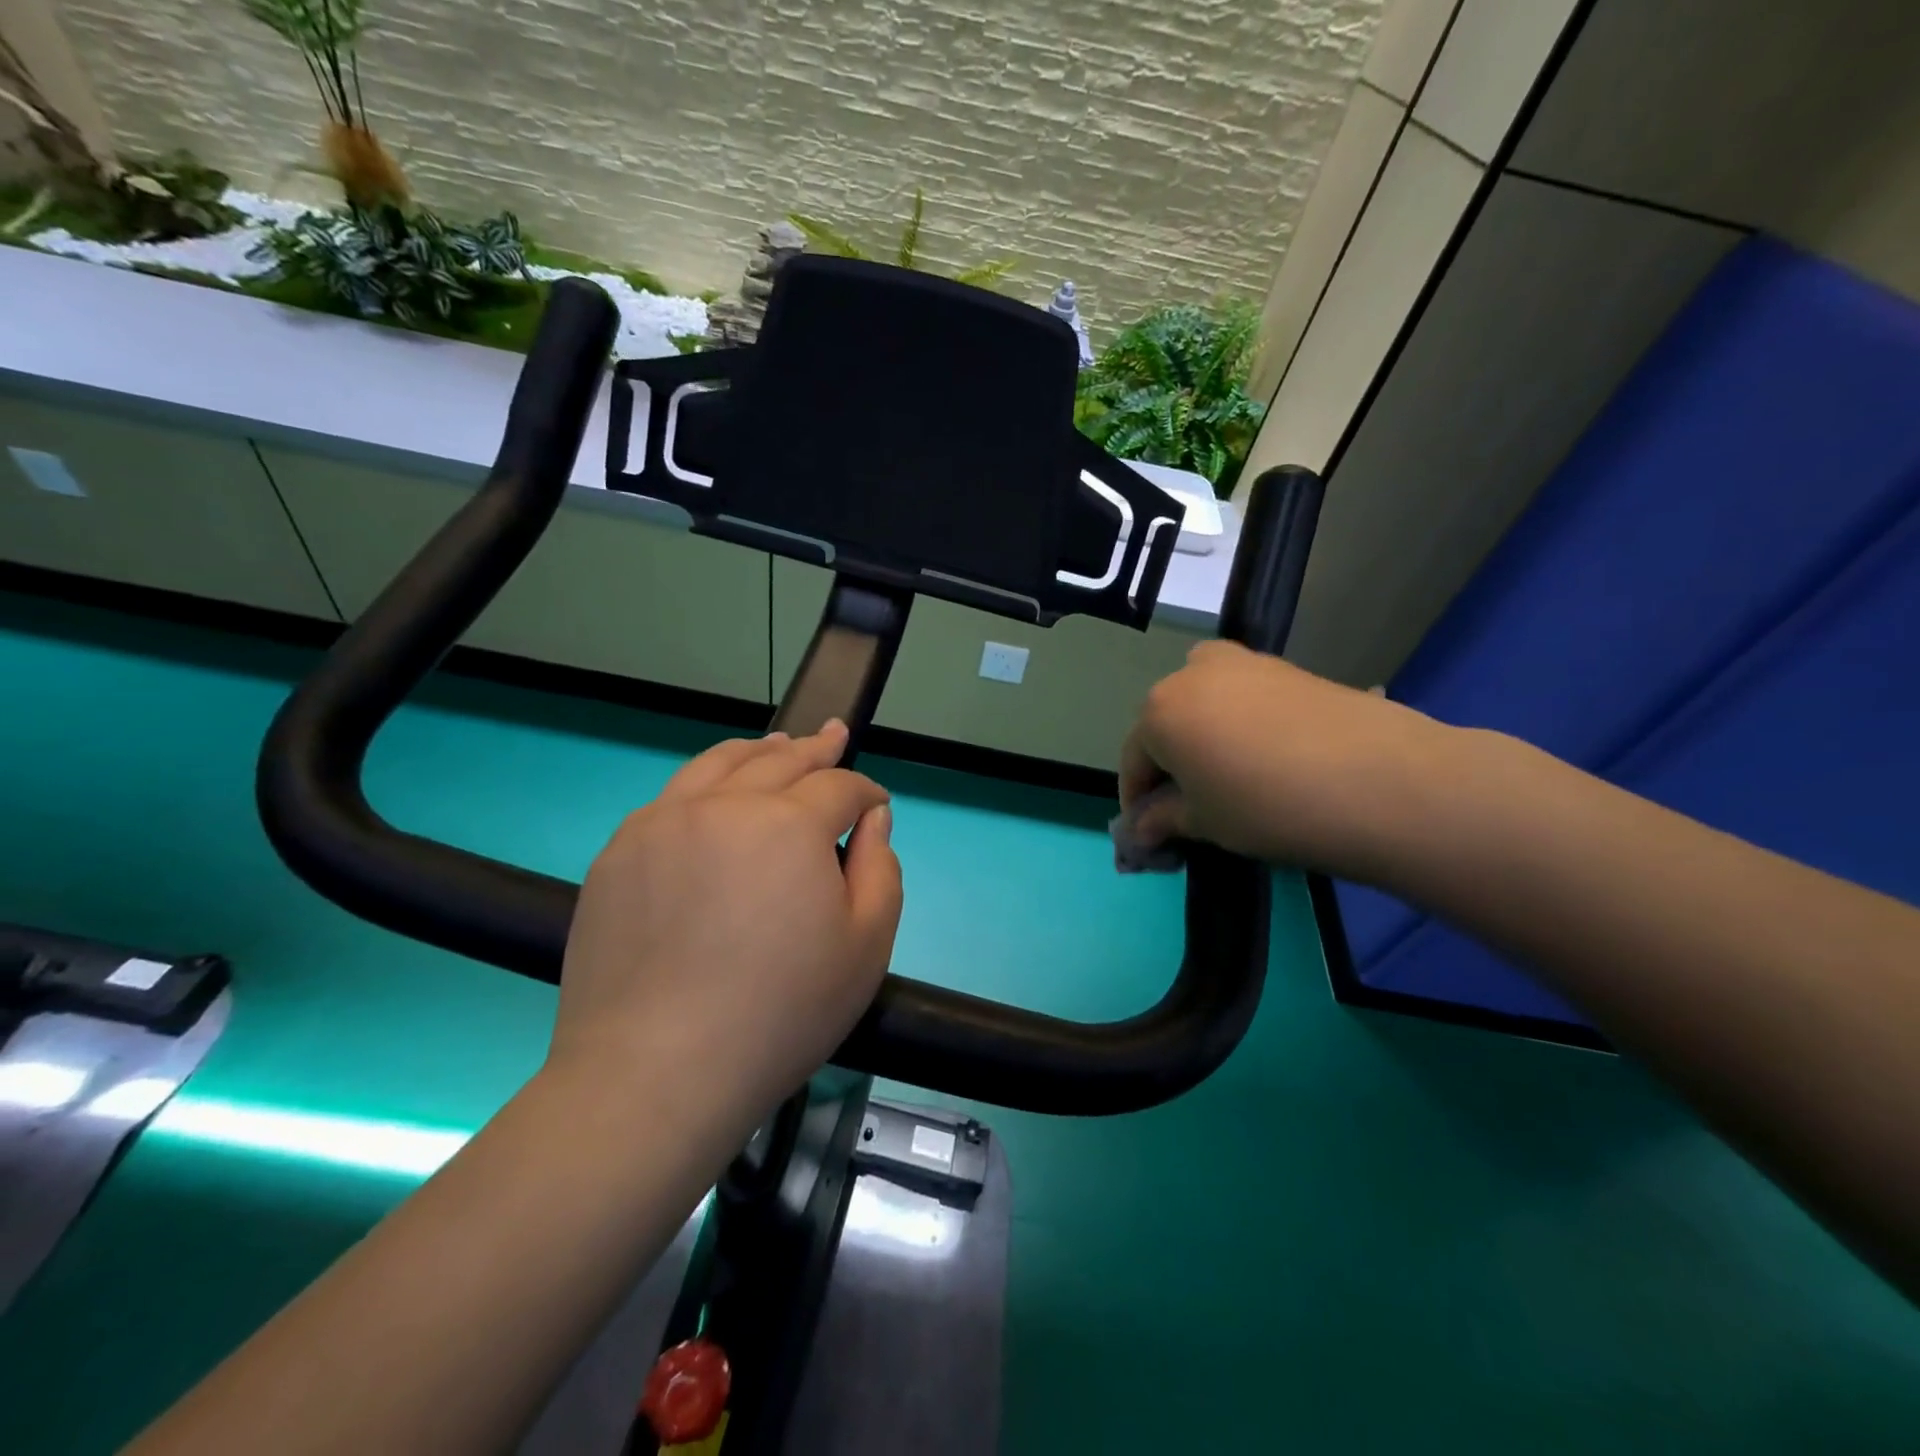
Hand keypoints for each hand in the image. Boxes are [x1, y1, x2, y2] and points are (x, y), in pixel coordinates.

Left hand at [551, 721, 902, 1122]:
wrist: (654, 1074)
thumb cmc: (780, 1015)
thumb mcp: (866, 947)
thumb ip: (880, 868)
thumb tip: (871, 816)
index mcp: (788, 825)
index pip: (839, 786)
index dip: (865, 791)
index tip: (876, 803)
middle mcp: (723, 805)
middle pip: (779, 759)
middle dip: (816, 748)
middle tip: (833, 736)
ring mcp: (662, 823)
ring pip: (719, 763)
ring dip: (758, 750)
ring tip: (777, 744)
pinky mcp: (619, 852)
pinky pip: (672, 795)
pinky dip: (707, 782)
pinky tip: (715, 794)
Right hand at [1120, 641, 1455, 880]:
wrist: (1381, 781)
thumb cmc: (1269, 807)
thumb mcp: (1205, 823)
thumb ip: (1163, 820)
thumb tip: (1140, 830)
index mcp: (1159, 711)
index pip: (1134, 760)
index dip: (1138, 801)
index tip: (1151, 833)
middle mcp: (1191, 673)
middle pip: (1166, 725)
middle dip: (1171, 765)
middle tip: (1192, 807)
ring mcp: (1243, 662)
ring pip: (1204, 704)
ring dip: (1204, 739)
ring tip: (1231, 780)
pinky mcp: (1286, 666)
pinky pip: (1243, 696)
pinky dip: (1240, 723)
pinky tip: (1268, 759)